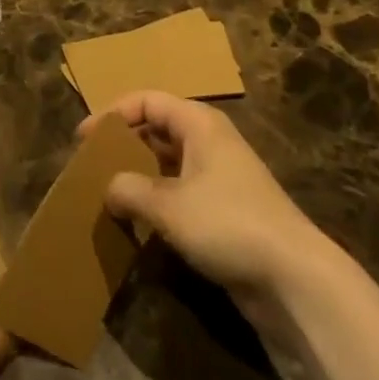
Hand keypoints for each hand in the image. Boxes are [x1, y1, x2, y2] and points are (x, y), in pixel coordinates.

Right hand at [76, 92, 342, 314]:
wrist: (294, 278)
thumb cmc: (228, 223)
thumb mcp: (168, 205)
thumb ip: (129, 190)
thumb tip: (108, 189)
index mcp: (198, 122)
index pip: (146, 101)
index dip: (112, 115)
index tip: (84, 139)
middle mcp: (209, 140)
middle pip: (157, 129)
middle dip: (124, 145)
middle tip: (93, 166)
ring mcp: (220, 176)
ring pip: (169, 163)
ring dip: (139, 176)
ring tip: (108, 194)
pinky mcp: (226, 210)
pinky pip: (181, 192)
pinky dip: (158, 200)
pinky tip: (139, 222)